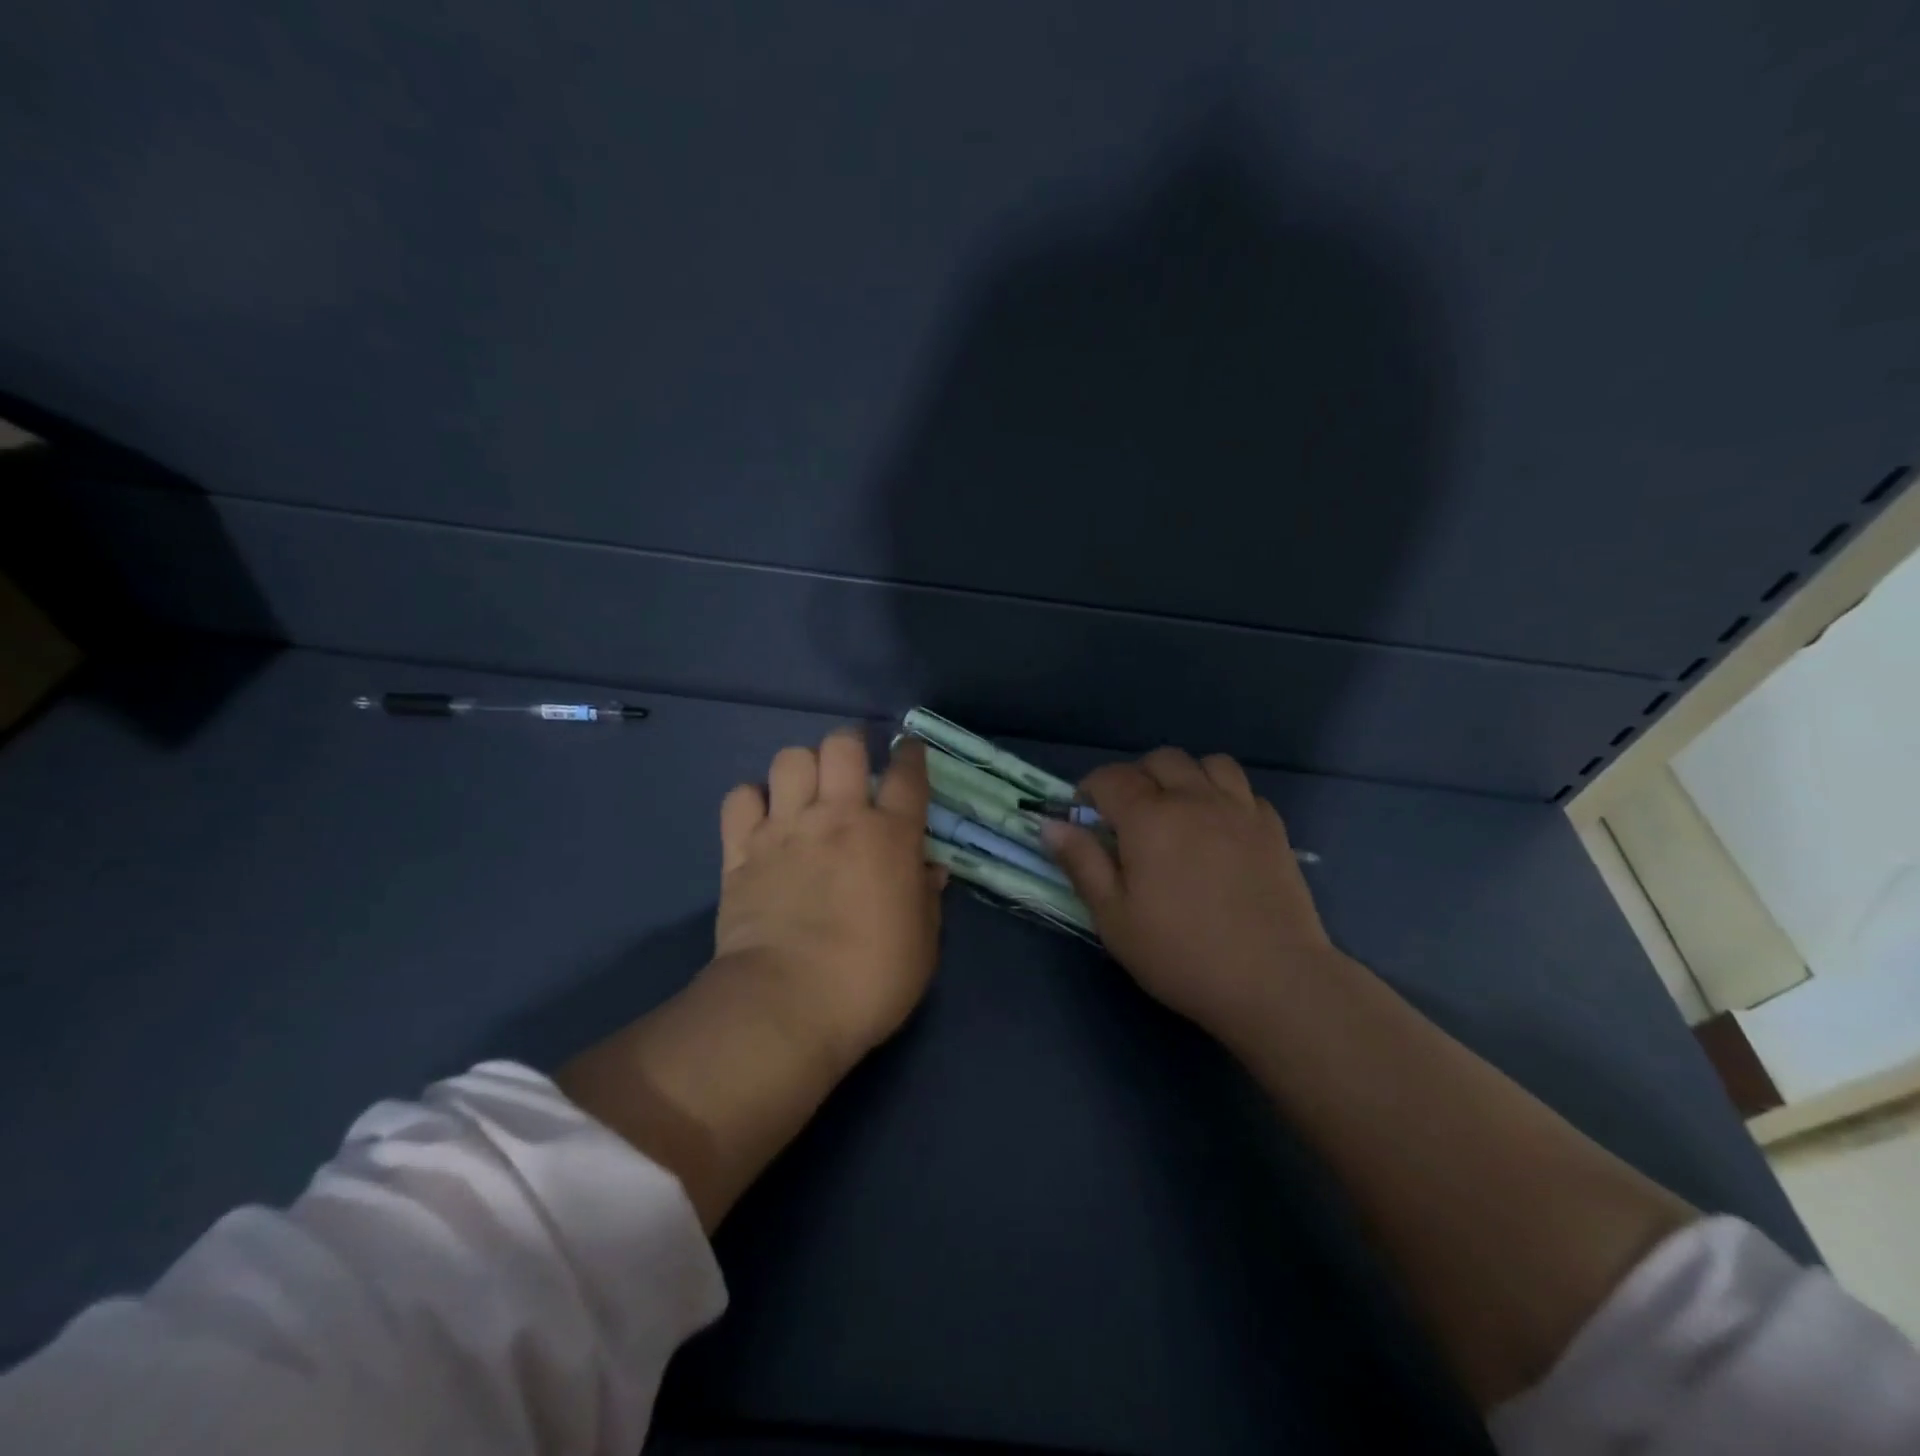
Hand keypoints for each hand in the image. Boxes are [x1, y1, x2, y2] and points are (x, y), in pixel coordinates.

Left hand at [712, 729, 945, 1067]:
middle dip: (850, 747)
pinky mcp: (742, 850)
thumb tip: (930, 868)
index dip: (911, 754)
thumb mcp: (923, 943)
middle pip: (842, 745)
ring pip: (790, 759)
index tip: (908, 751)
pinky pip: (740, 798)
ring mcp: (785, 829)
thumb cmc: (870, 979)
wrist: (787, 1004)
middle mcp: (838, 817)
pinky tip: (762, 821)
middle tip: (851, 774)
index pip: (907, 774)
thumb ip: (927, 897)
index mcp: (890, 836)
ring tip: (805, 795)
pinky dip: (752, 802)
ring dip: (802, 770)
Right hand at [1043, 747, 1341, 1040]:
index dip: (1090, 790)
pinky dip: (1224, 797)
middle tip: (1130, 818)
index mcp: (1149, 817)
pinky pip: (1243, 790)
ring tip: (1179, 812)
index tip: (1085, 818)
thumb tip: (1051, 824)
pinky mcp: (1273, 828)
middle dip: (1136, 778)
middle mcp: (1194, 799)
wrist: (1273, 980)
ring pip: (1208, 764)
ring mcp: (1239, 809)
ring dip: (1186, 777)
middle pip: (1160, 761)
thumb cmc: (1181, 953)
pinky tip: (1220, 830)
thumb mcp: (1114, 917)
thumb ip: (1082, 863)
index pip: (1110, 778)